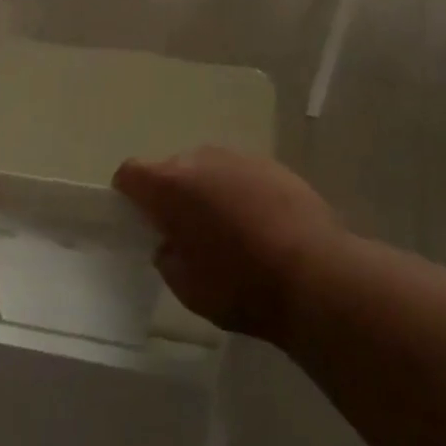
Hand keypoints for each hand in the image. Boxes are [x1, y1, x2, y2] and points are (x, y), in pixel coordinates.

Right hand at [113, 147, 341, 339]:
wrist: (316, 275)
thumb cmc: (241, 286)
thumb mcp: (187, 288)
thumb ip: (167, 257)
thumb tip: (171, 243)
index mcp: (170, 186)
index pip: (130, 173)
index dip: (128, 194)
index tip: (138, 218)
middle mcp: (201, 160)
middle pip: (172, 169)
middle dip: (172, 195)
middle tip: (187, 232)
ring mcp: (240, 158)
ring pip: (209, 170)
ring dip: (208, 192)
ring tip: (229, 230)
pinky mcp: (273, 165)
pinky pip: (241, 175)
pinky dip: (241, 192)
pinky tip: (260, 224)